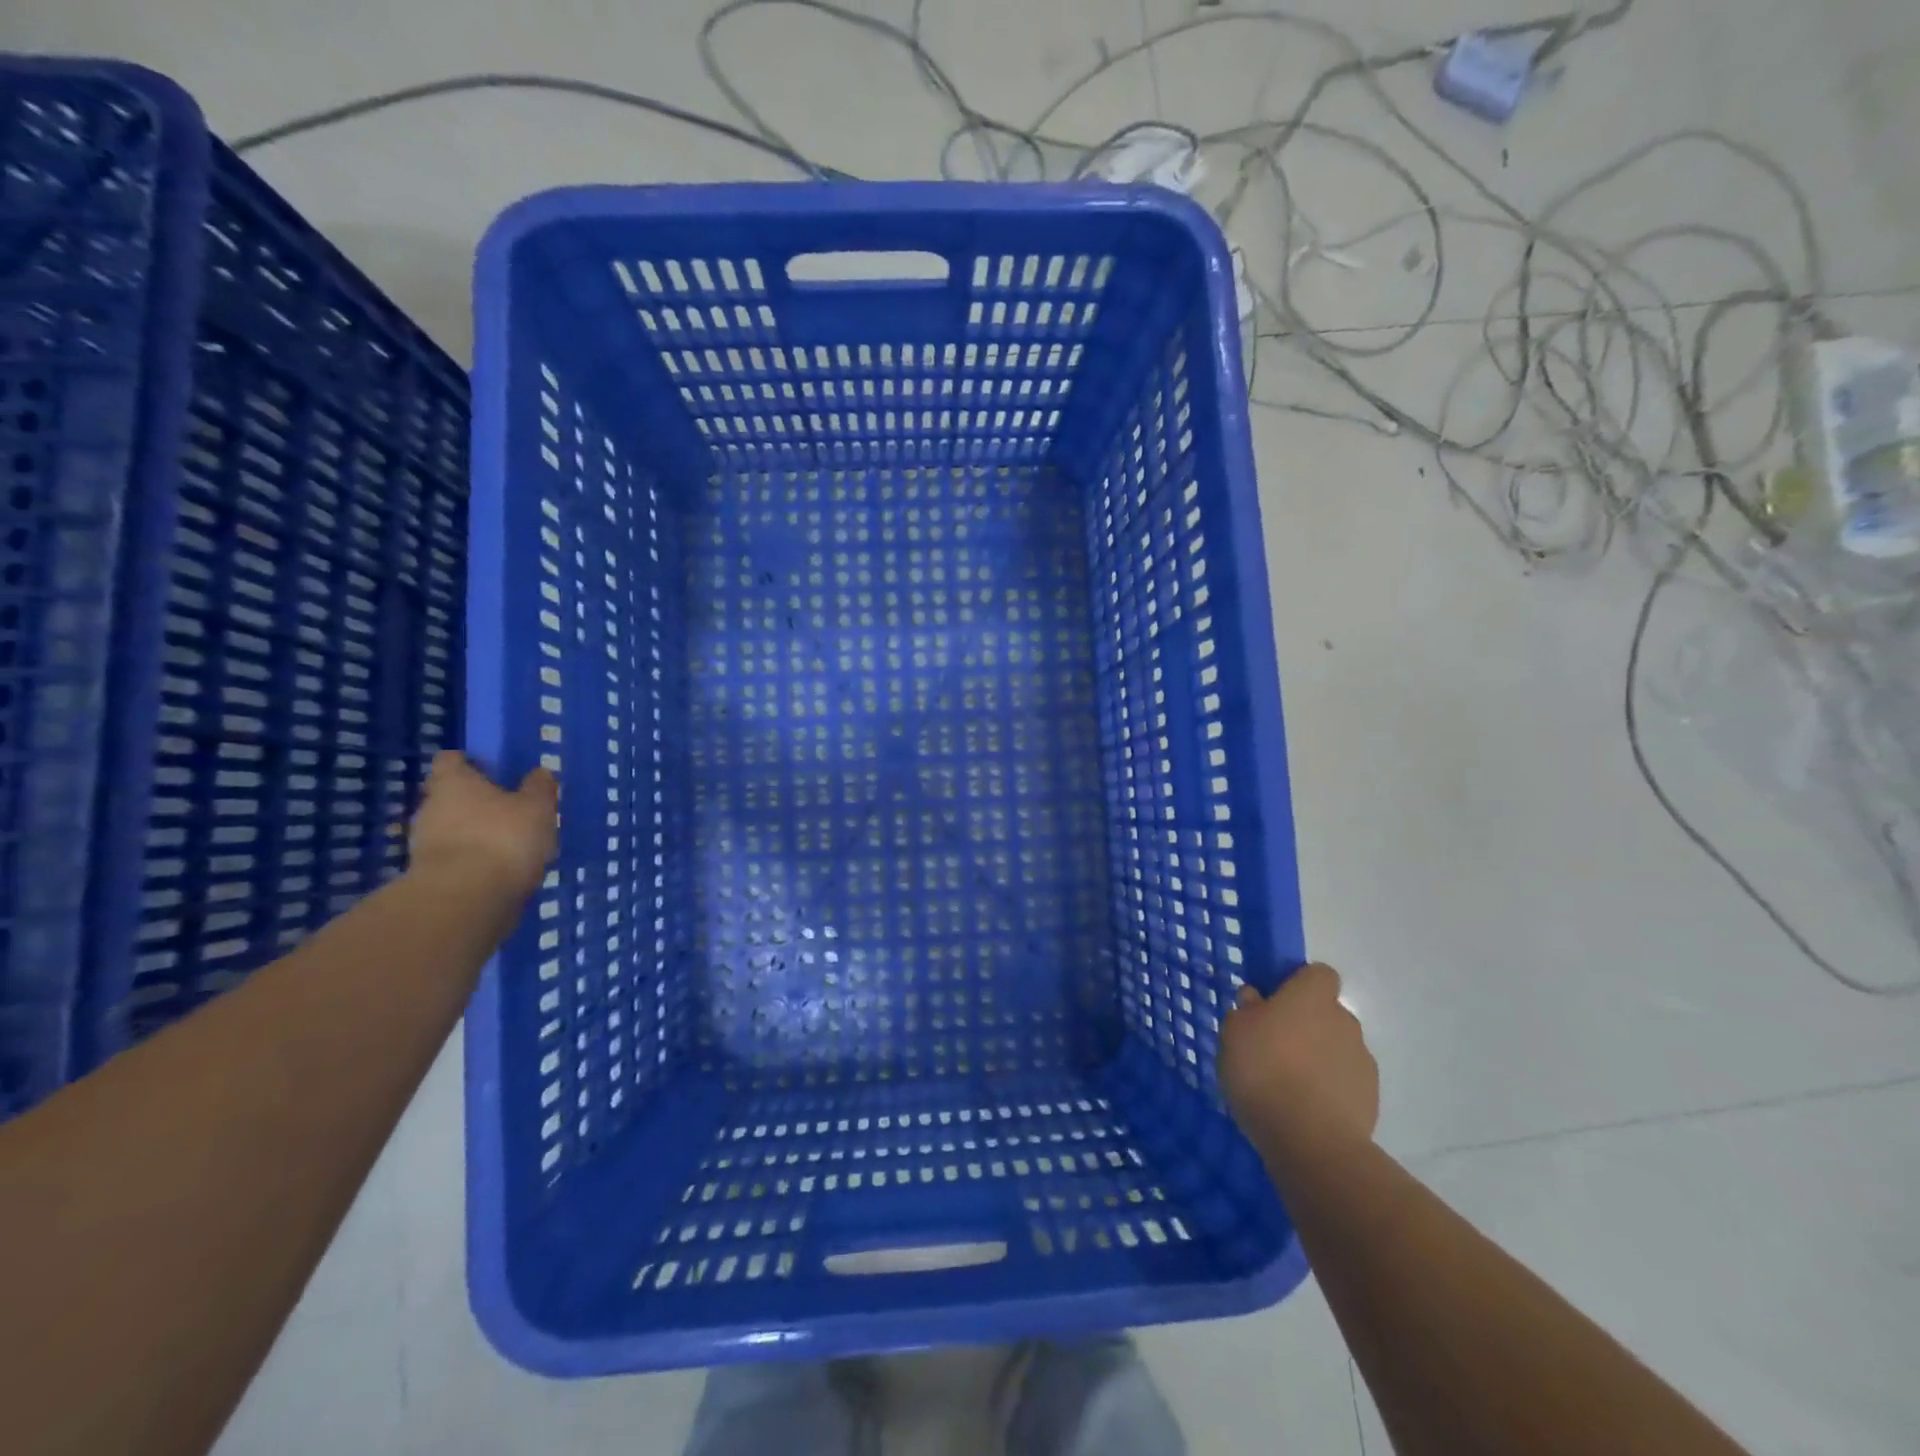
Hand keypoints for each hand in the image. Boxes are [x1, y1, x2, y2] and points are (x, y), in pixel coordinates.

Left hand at [407, 752, 557, 899]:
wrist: (465, 901)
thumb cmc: (503, 839)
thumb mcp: (538, 807)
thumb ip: (539, 788)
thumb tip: (539, 773)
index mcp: (453, 783)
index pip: (451, 760)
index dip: (470, 762)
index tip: (492, 769)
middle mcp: (430, 807)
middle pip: (449, 796)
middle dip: (475, 801)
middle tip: (509, 810)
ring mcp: (424, 844)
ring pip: (451, 829)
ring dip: (474, 834)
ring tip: (510, 845)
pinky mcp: (428, 877)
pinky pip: (454, 859)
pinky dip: (473, 862)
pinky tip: (499, 871)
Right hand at [1219, 962, 1377, 1152]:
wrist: (1311, 1140)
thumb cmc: (1264, 1070)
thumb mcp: (1234, 1032)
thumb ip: (1246, 1010)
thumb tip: (1256, 1000)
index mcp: (1312, 996)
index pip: (1318, 973)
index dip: (1298, 984)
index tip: (1274, 1003)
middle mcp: (1344, 1021)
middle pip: (1326, 1013)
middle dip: (1306, 1026)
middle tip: (1273, 1048)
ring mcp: (1362, 1061)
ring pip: (1336, 1049)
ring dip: (1317, 1060)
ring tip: (1286, 1086)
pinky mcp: (1370, 1100)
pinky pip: (1344, 1084)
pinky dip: (1328, 1091)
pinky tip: (1302, 1111)